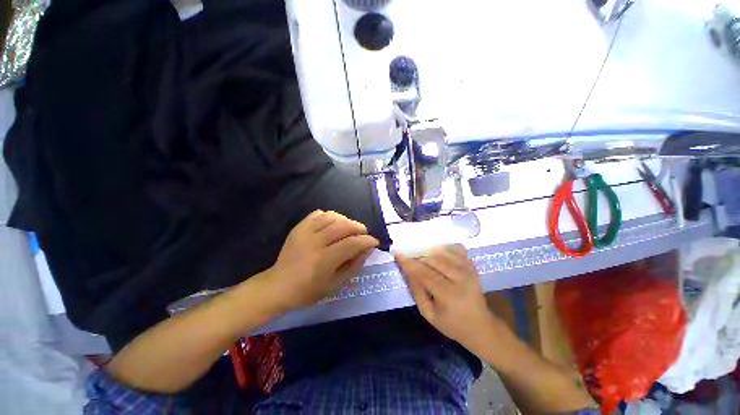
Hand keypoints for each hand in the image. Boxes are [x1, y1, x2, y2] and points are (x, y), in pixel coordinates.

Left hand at [266, 210, 378, 309]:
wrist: (278, 286)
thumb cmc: (308, 291)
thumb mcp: (335, 284)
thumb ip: (354, 265)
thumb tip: (368, 249)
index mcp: (324, 260)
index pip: (352, 243)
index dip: (367, 240)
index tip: (374, 242)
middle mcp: (315, 242)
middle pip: (344, 225)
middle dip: (359, 228)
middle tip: (363, 235)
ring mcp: (305, 232)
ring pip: (332, 216)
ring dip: (346, 220)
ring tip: (349, 229)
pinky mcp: (299, 227)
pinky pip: (318, 214)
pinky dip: (330, 216)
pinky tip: (333, 225)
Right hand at [395, 245, 500, 354]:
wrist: (480, 326)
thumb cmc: (452, 324)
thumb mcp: (429, 314)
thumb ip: (417, 291)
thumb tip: (408, 270)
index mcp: (449, 295)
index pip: (424, 274)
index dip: (409, 263)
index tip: (398, 253)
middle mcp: (461, 279)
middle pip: (434, 260)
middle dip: (419, 257)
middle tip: (410, 258)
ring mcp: (469, 270)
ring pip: (444, 253)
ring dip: (430, 252)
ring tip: (423, 258)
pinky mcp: (472, 266)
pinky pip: (457, 249)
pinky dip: (445, 248)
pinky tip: (438, 253)